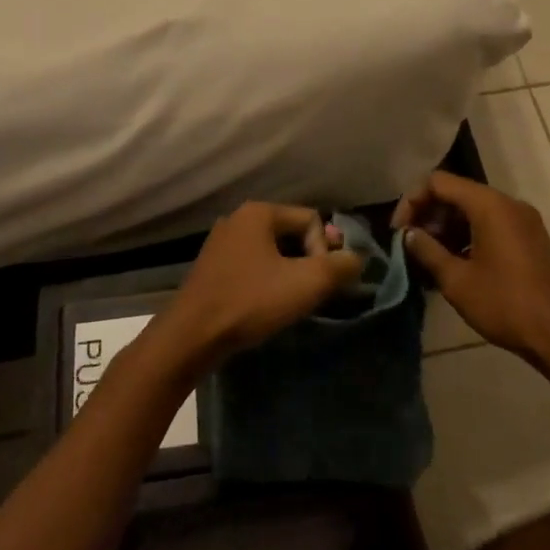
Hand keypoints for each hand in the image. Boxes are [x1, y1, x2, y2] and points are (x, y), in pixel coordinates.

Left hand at [159, 202, 363, 371]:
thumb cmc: (250, 302)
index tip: (317, 282)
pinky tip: (265, 304)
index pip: (312, 220)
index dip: (324, 251)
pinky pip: (253, 264)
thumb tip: (357, 258)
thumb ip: (339, 266)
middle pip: (292, 233)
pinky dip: (266, 280)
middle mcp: (239, 218)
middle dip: (308, 261)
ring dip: (289, 273)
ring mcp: (222, 242)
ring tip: (290, 301)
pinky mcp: (213, 266)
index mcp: (259, 212)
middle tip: (311, 293)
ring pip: (273, 251)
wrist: (192, 336)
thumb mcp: (306, 284)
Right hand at [394, 172, 549, 364]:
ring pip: (474, 210)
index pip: (438, 182)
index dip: (412, 201)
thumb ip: (427, 251)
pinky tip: (455, 265)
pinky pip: (491, 224)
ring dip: (447, 228)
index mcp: (490, 205)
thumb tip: (409, 235)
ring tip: (429, 258)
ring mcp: (523, 221)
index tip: (399, 232)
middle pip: (457, 193)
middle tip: (411, 246)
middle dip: (429, 215)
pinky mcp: (530, 239)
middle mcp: (508, 203)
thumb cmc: (506, 305)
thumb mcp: (457, 281)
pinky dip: (468, 236)